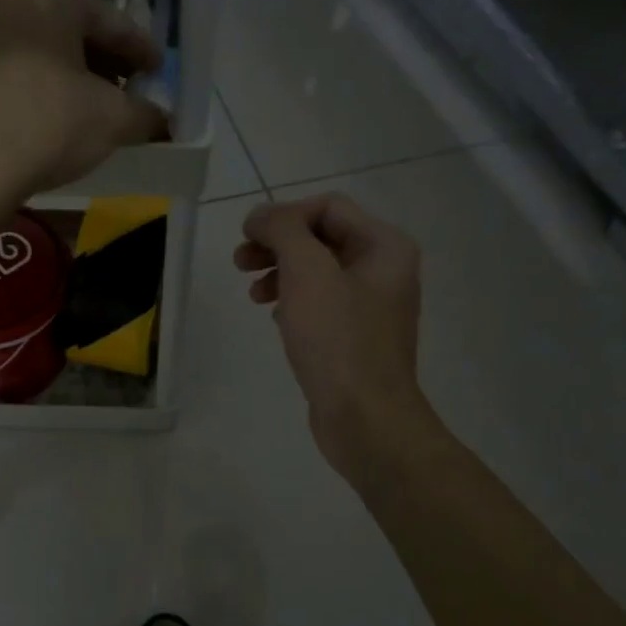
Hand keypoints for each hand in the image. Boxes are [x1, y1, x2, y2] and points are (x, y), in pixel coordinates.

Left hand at [0, 0, 166, 197]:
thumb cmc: (49, 121)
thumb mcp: (114, 118)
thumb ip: (146, 113)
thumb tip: (161, 119)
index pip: (114, 22)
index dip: (144, 53)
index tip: (162, 74)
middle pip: (76, 33)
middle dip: (108, 65)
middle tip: (132, 95)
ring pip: (46, 54)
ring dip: (76, 81)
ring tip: (98, 113)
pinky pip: (19, 75)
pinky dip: (45, 92)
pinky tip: (58, 122)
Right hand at [234, 194, 429, 476]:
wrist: (364, 418)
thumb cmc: (338, 340)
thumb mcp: (307, 272)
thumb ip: (283, 230)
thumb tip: (261, 215)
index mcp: (385, 246)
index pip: (328, 207)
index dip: (284, 215)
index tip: (247, 237)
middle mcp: (384, 269)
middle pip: (321, 237)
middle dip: (277, 244)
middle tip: (240, 262)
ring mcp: (370, 305)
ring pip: (316, 271)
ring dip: (279, 272)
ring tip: (251, 293)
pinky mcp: (354, 336)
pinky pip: (319, 303)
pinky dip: (292, 300)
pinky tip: (274, 316)